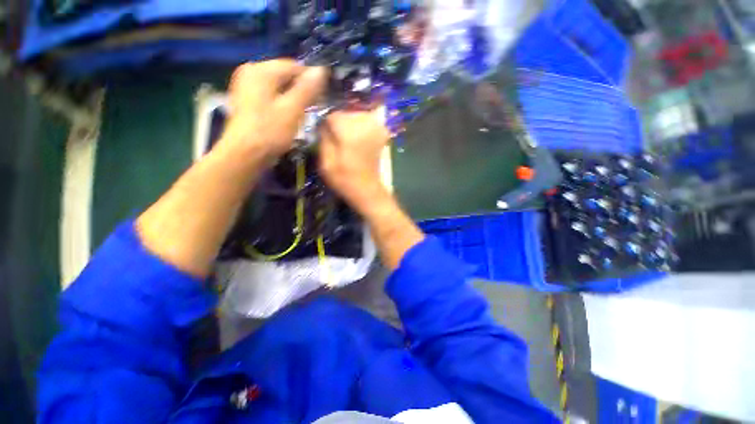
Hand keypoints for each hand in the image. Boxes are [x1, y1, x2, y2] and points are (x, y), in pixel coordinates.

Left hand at [219, 60, 327, 164]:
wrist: (245, 154)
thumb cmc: (270, 132)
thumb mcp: (292, 110)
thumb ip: (307, 89)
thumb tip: (321, 70)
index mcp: (261, 70)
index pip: (293, 66)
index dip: (311, 79)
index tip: (322, 96)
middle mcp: (251, 72)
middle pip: (285, 75)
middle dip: (301, 90)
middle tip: (314, 107)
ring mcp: (247, 86)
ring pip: (279, 87)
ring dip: (293, 98)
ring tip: (303, 114)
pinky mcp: (247, 100)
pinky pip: (271, 95)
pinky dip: (282, 103)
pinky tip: (289, 116)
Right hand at [319, 109, 391, 211]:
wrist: (367, 189)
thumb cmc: (344, 179)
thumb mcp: (325, 161)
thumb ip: (323, 138)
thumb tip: (324, 124)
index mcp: (349, 130)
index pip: (332, 116)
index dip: (327, 126)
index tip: (326, 137)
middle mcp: (364, 123)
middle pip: (346, 113)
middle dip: (340, 124)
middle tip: (338, 141)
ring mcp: (377, 127)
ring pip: (357, 116)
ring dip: (351, 125)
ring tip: (348, 142)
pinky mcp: (382, 133)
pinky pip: (368, 122)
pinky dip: (362, 127)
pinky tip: (359, 140)